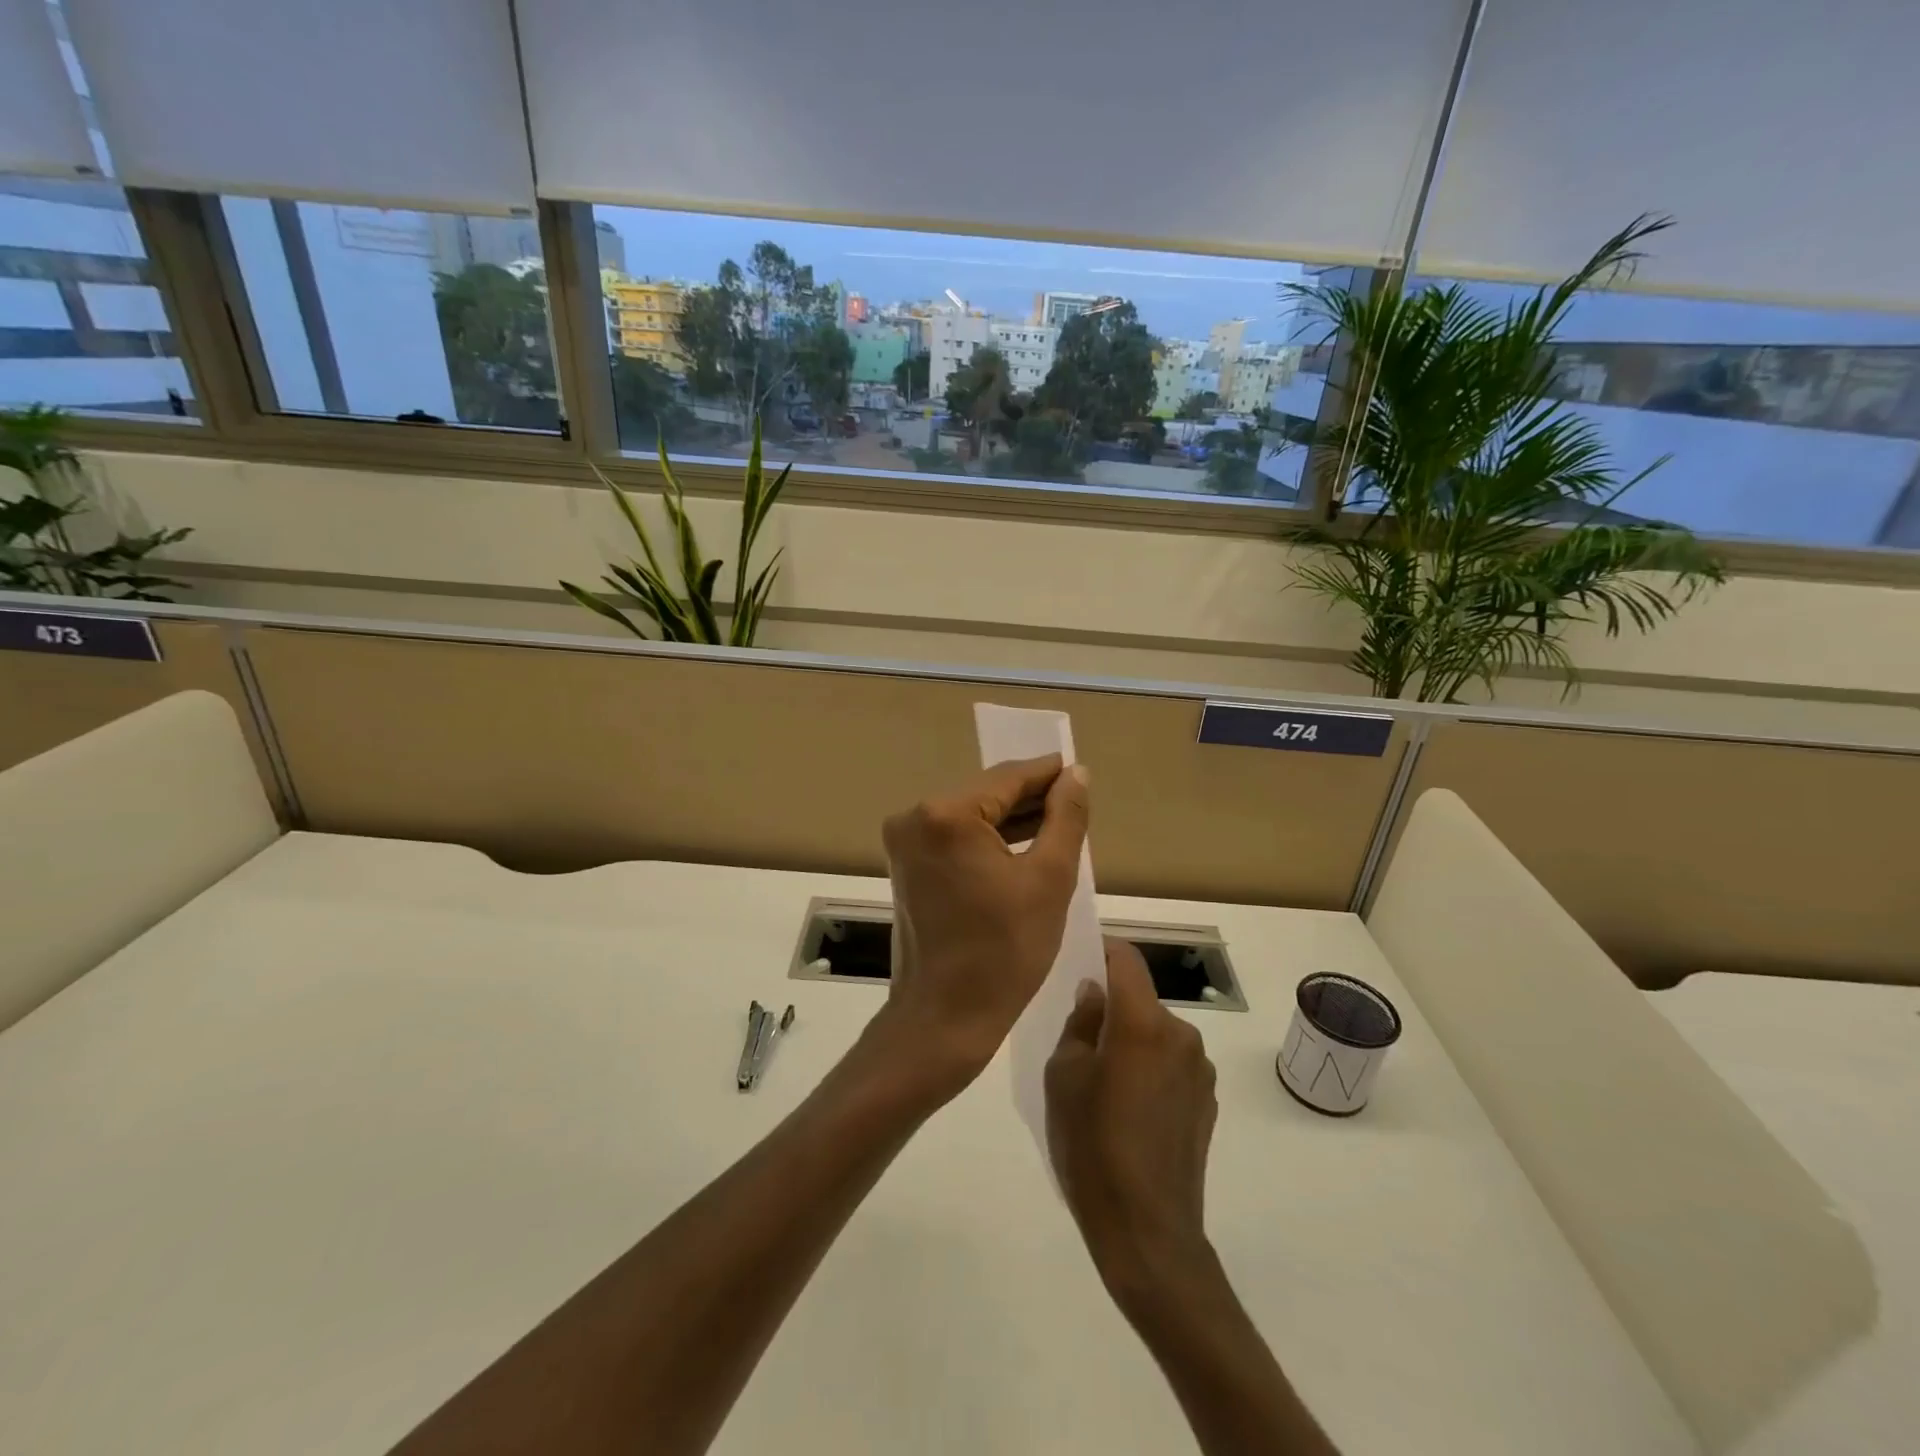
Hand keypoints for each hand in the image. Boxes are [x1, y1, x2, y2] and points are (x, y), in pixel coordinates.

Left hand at [874, 754, 1089, 1090]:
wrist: (945, 1017)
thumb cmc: (1005, 951)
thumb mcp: (1049, 879)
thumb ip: (1065, 818)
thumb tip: (1076, 773)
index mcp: (946, 814)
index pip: (1008, 779)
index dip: (1047, 773)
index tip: (1078, 770)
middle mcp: (915, 817)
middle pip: (986, 794)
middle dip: (1030, 798)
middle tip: (1075, 803)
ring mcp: (905, 842)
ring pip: (971, 816)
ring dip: (1011, 819)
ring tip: (1058, 823)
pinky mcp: (906, 864)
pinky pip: (955, 837)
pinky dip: (988, 840)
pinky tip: (1023, 844)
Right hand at [1046, 939, 1218, 1301]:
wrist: (1148, 1233)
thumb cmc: (1093, 1147)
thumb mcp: (1064, 1077)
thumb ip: (1080, 1023)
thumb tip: (1095, 993)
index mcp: (1143, 1022)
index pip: (1127, 958)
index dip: (1102, 950)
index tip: (1079, 961)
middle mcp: (1180, 1034)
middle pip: (1140, 999)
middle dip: (1112, 1007)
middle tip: (1080, 1038)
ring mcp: (1200, 1070)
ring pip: (1156, 1033)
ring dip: (1132, 1041)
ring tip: (1105, 1082)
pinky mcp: (1208, 1102)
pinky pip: (1171, 1065)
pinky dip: (1150, 1069)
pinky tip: (1131, 1111)